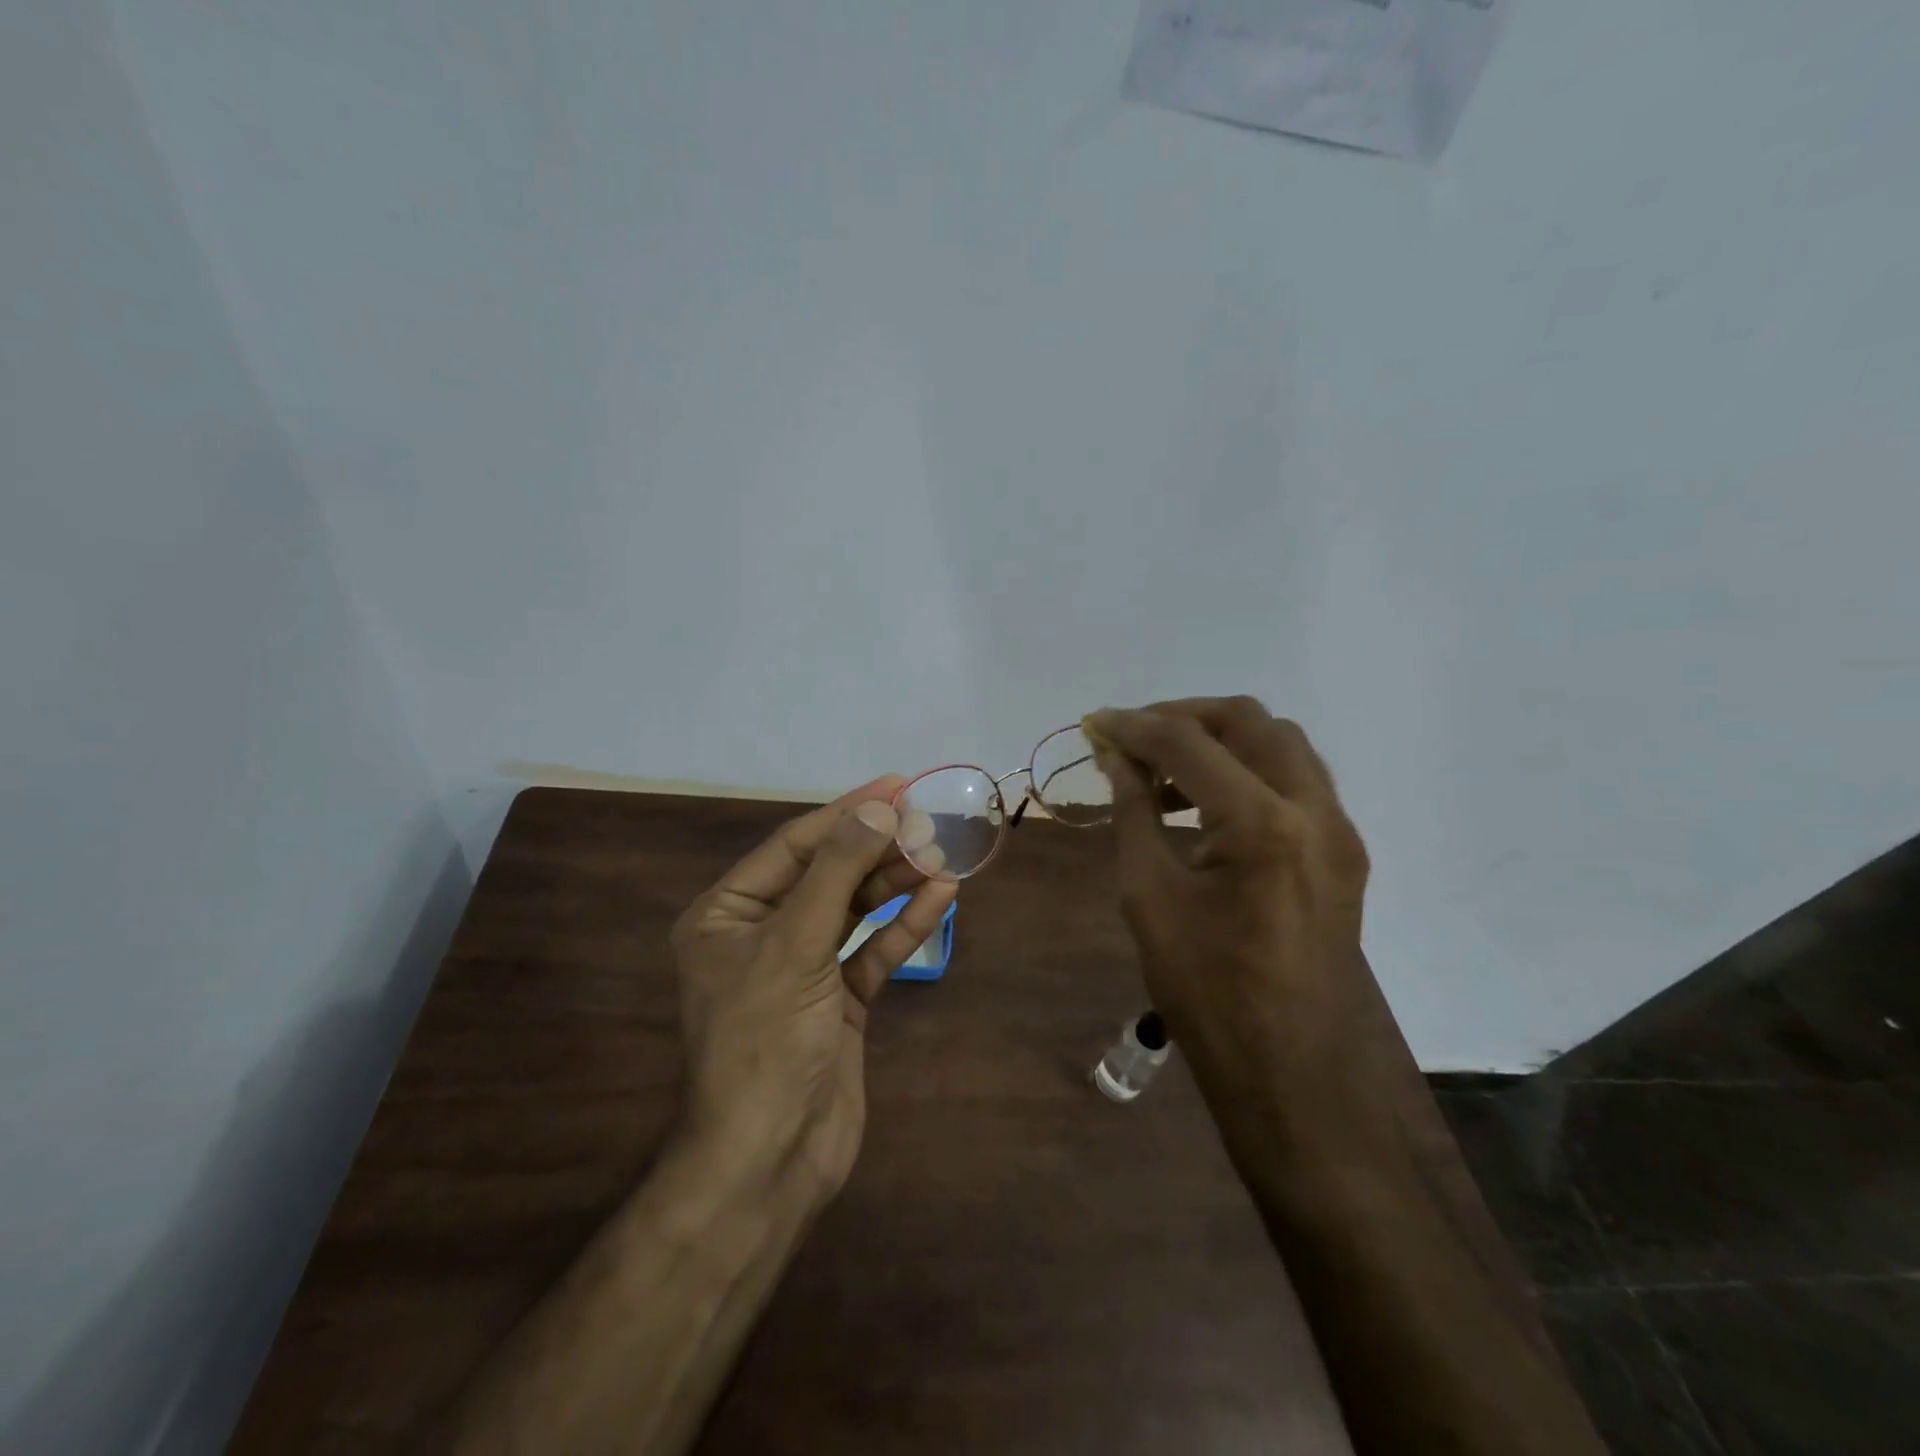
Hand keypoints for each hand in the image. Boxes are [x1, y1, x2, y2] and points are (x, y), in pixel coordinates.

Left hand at [670, 777, 957, 1196]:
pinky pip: (873, 949)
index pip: (794, 846)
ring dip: (896, 882)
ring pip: (855, 909)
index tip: (897, 786)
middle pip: (828, 873)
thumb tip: (877, 808)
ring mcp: (803, 968)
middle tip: (930, 820)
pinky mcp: (838, 1000)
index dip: (847, 813)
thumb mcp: (795, 945)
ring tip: (943, 853)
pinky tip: (940, 896)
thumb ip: (836, 872)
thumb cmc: (766, 1041)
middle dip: (878, 848)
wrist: (771, 1160)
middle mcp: (763, 933)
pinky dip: (904, 924)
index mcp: (728, 914)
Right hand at [1083, 697, 1370, 1098]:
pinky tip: (1205, 805)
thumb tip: (1114, 756)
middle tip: (1132, 739)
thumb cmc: (1205, 991)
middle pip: (1248, 720)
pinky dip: (1247, 771)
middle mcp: (1314, 810)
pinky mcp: (1344, 853)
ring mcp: (1339, 831)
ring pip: (1280, 743)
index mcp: (1262, 824)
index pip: (1188, 743)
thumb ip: (1133, 811)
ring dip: (1219, 740)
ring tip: (1163, 774)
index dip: (1133, 726)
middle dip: (1183, 717)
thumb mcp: (1148, 895)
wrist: (1289, 1070)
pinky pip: (1296, 781)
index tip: (1094, 724)